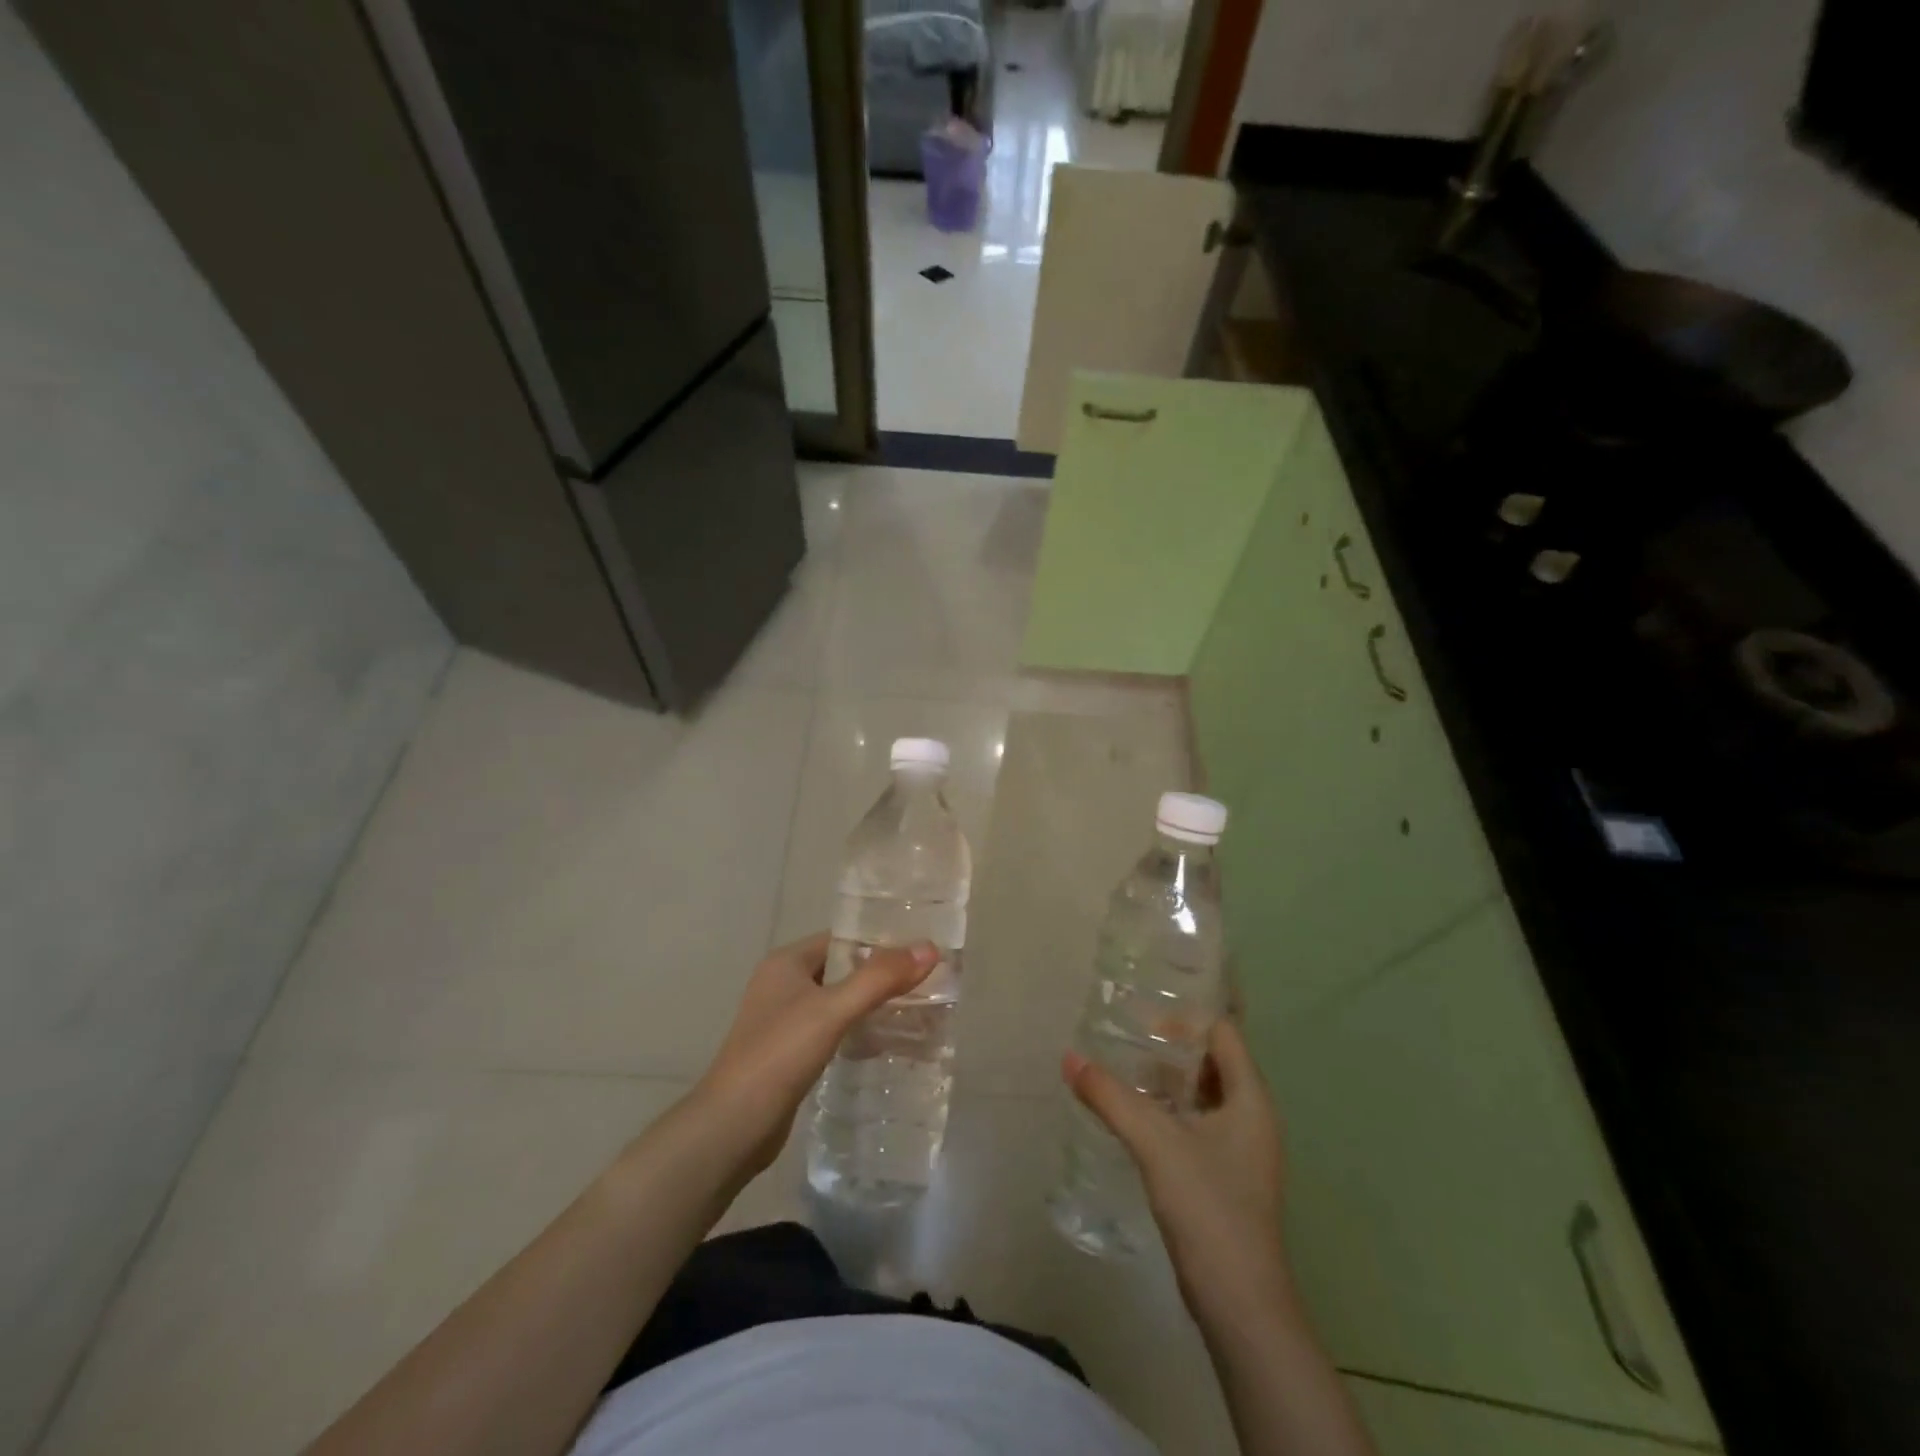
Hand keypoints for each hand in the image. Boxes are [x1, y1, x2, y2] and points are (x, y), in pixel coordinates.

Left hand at [695, 932, 938, 1177]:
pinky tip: (884, 1043)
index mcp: (787, 962)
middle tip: (925, 982)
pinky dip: (856, 1031)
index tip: (920, 950)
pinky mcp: (789, 1053)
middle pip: (842, 969)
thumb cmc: (779, 1055)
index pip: (842, 938)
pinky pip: (832, 1030)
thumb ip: (880, 978)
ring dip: (871, 1004)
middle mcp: (783, 984)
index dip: (880, 941)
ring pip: (838, 1001)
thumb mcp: (833, 1010)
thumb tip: (930, 948)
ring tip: (915, 1010)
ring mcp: (784, 1020)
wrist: (732, 1127)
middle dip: (880, 975)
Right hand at [1064, 1018, 1290, 1324]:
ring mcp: (1241, 1151)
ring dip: (1167, 1081)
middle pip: (1212, 1062)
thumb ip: (1110, 1096)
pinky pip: (1197, 1125)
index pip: (1223, 1033)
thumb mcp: (1154, 1142)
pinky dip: (1169, 1112)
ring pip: (1203, 1096)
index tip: (1143, 1013)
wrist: (1240, 1305)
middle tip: (1125, 1035)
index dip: (1186, 1018)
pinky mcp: (1226, 1178)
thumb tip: (1069, 1057)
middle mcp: (1252, 1117)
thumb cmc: (1208, 1207)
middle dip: (1171, 1047)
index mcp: (1250, 1098)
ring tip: (1122, 1070)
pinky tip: (1134, 1117)